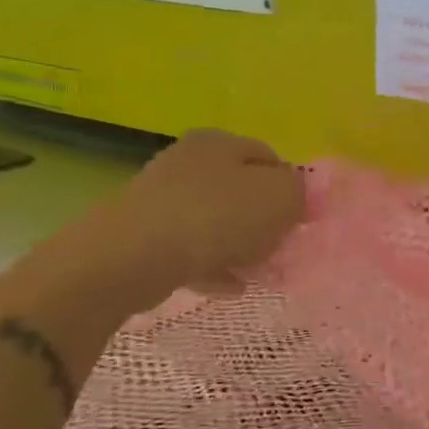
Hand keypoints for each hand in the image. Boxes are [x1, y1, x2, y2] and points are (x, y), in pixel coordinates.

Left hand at [15, 129, 305, 319]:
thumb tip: (297, 198)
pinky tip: (229, 286)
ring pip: (217, 221)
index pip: (272, 159)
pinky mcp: (144, 233)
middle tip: (279, 249)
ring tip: (257, 273)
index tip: (299, 223)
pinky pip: (191, 247)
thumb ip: (299, 193)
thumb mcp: (279, 198)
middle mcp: (188, 161)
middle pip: (243, 191)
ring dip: (241, 246)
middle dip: (265, 222)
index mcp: (220, 142)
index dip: (292, 190)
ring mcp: (162, 197)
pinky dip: (213, 264)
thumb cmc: (214, 218)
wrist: (129, 257)